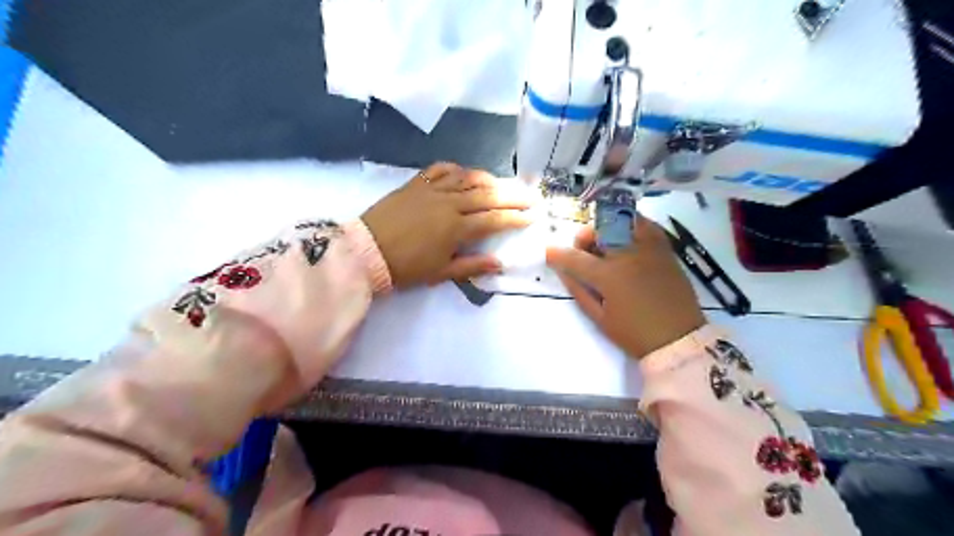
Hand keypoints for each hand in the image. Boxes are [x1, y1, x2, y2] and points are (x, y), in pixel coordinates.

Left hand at [362, 160, 533, 289]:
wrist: (367, 251)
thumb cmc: (406, 267)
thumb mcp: (441, 272)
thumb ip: (472, 265)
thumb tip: (500, 263)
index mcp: (457, 227)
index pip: (494, 219)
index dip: (515, 218)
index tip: (532, 216)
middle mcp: (449, 203)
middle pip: (487, 195)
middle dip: (512, 195)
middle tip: (530, 195)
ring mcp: (432, 190)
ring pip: (467, 178)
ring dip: (488, 179)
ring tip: (501, 183)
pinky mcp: (416, 183)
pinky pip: (440, 169)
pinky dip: (456, 169)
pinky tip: (464, 173)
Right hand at [544, 217, 707, 359]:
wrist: (679, 339)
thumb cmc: (634, 333)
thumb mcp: (599, 318)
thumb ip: (578, 290)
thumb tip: (563, 271)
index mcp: (609, 276)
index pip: (575, 258)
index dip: (557, 255)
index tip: (549, 253)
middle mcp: (627, 254)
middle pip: (598, 231)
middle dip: (583, 239)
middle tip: (583, 252)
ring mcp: (648, 248)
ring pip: (621, 221)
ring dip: (606, 229)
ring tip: (606, 244)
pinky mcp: (665, 249)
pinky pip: (646, 224)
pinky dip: (631, 225)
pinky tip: (627, 239)